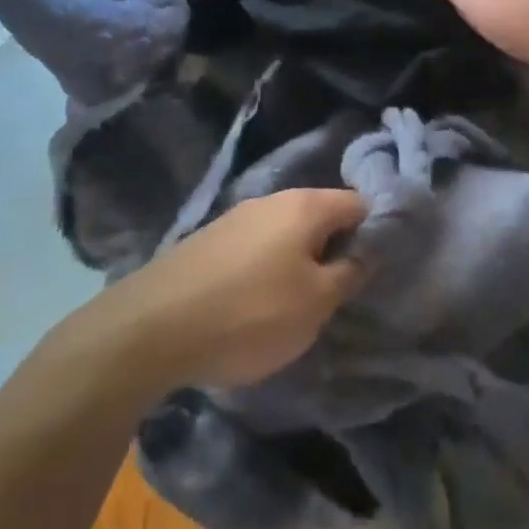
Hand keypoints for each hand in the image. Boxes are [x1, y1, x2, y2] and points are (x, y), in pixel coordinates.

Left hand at [105, 189, 366, 389]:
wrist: (150, 328)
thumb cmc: (249, 313)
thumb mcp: (315, 303)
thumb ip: (349, 272)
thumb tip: (368, 250)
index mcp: (305, 205)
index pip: (359, 203)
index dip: (376, 231)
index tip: (378, 267)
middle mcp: (272, 200)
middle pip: (321, 216)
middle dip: (336, 248)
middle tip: (340, 291)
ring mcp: (235, 217)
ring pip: (286, 233)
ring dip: (300, 260)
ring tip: (299, 302)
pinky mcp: (208, 241)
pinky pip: (255, 248)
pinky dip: (267, 268)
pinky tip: (256, 302)